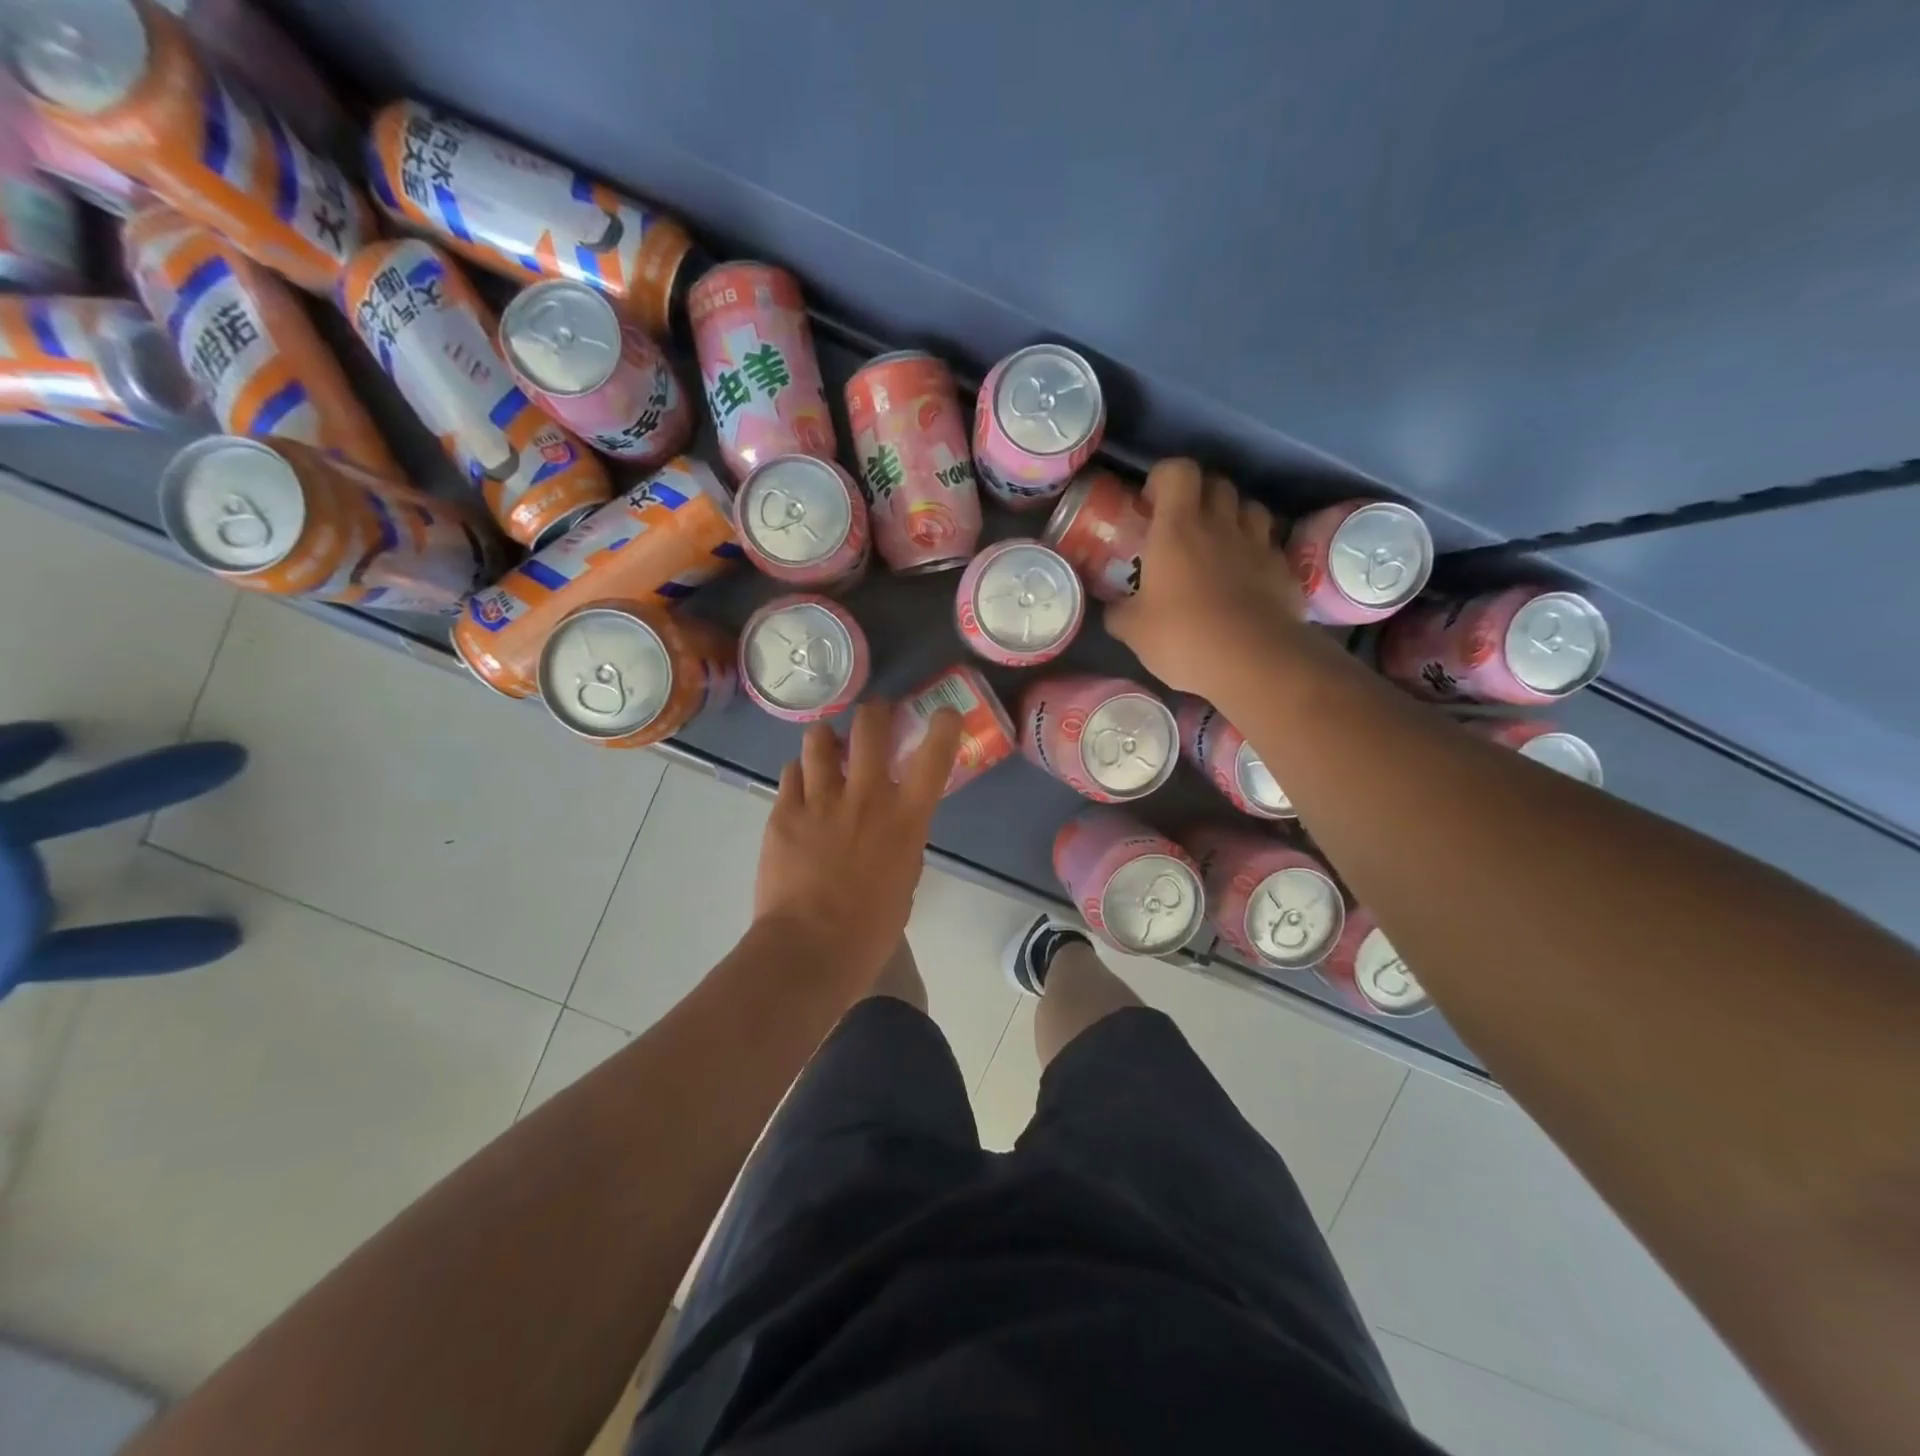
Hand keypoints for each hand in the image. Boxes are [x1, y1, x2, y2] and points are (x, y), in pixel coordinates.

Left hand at [754, 700, 962, 994]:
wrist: (810, 947)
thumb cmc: (870, 927)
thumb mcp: (904, 879)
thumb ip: (901, 841)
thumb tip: (890, 825)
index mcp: (905, 818)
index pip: (934, 757)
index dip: (943, 726)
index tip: (943, 715)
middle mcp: (866, 796)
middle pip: (870, 727)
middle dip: (874, 712)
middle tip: (873, 716)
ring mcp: (821, 800)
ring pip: (819, 739)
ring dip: (827, 739)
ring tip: (826, 748)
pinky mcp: (784, 811)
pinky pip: (790, 772)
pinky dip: (799, 773)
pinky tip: (800, 788)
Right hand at [1106, 458, 1307, 698]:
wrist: (1253, 662)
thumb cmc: (1183, 637)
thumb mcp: (1134, 631)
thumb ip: (1120, 612)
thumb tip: (1113, 608)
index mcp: (1178, 529)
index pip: (1178, 471)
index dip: (1164, 478)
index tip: (1152, 504)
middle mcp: (1220, 525)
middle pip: (1217, 483)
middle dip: (1200, 495)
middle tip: (1184, 525)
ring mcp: (1258, 545)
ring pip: (1250, 508)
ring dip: (1233, 517)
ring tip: (1219, 545)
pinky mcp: (1284, 569)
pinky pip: (1270, 545)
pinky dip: (1257, 552)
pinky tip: (1247, 578)